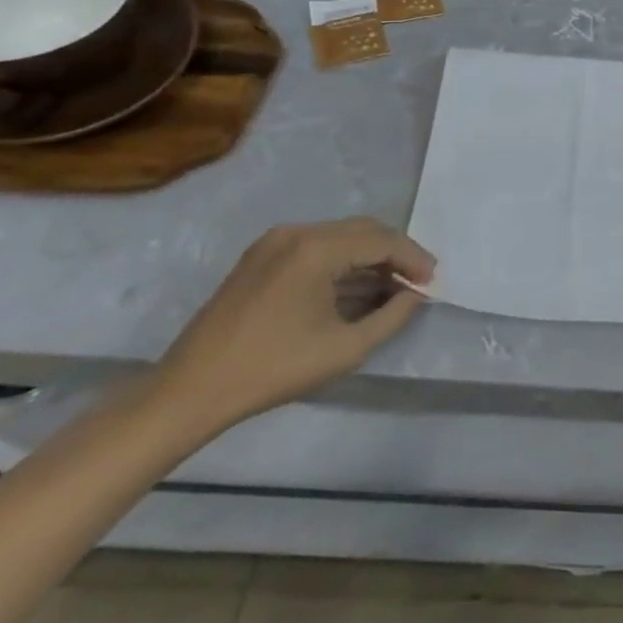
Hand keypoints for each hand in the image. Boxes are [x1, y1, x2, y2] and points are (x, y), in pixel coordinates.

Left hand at [155, 218, 435, 433]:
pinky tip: (356, 287)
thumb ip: (392, 316)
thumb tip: (415, 293)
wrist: (190, 392)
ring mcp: (274, 242)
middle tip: (418, 281)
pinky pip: (317, 247)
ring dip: (370, 257)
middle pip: (363, 230)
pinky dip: (343, 261)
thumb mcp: (346, 348)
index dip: (414, 259)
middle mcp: (297, 232)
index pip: (382, 240)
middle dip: (395, 253)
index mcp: (316, 248)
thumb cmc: (272, 370)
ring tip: (392, 287)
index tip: (433, 281)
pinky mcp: (261, 256)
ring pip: (341, 236)